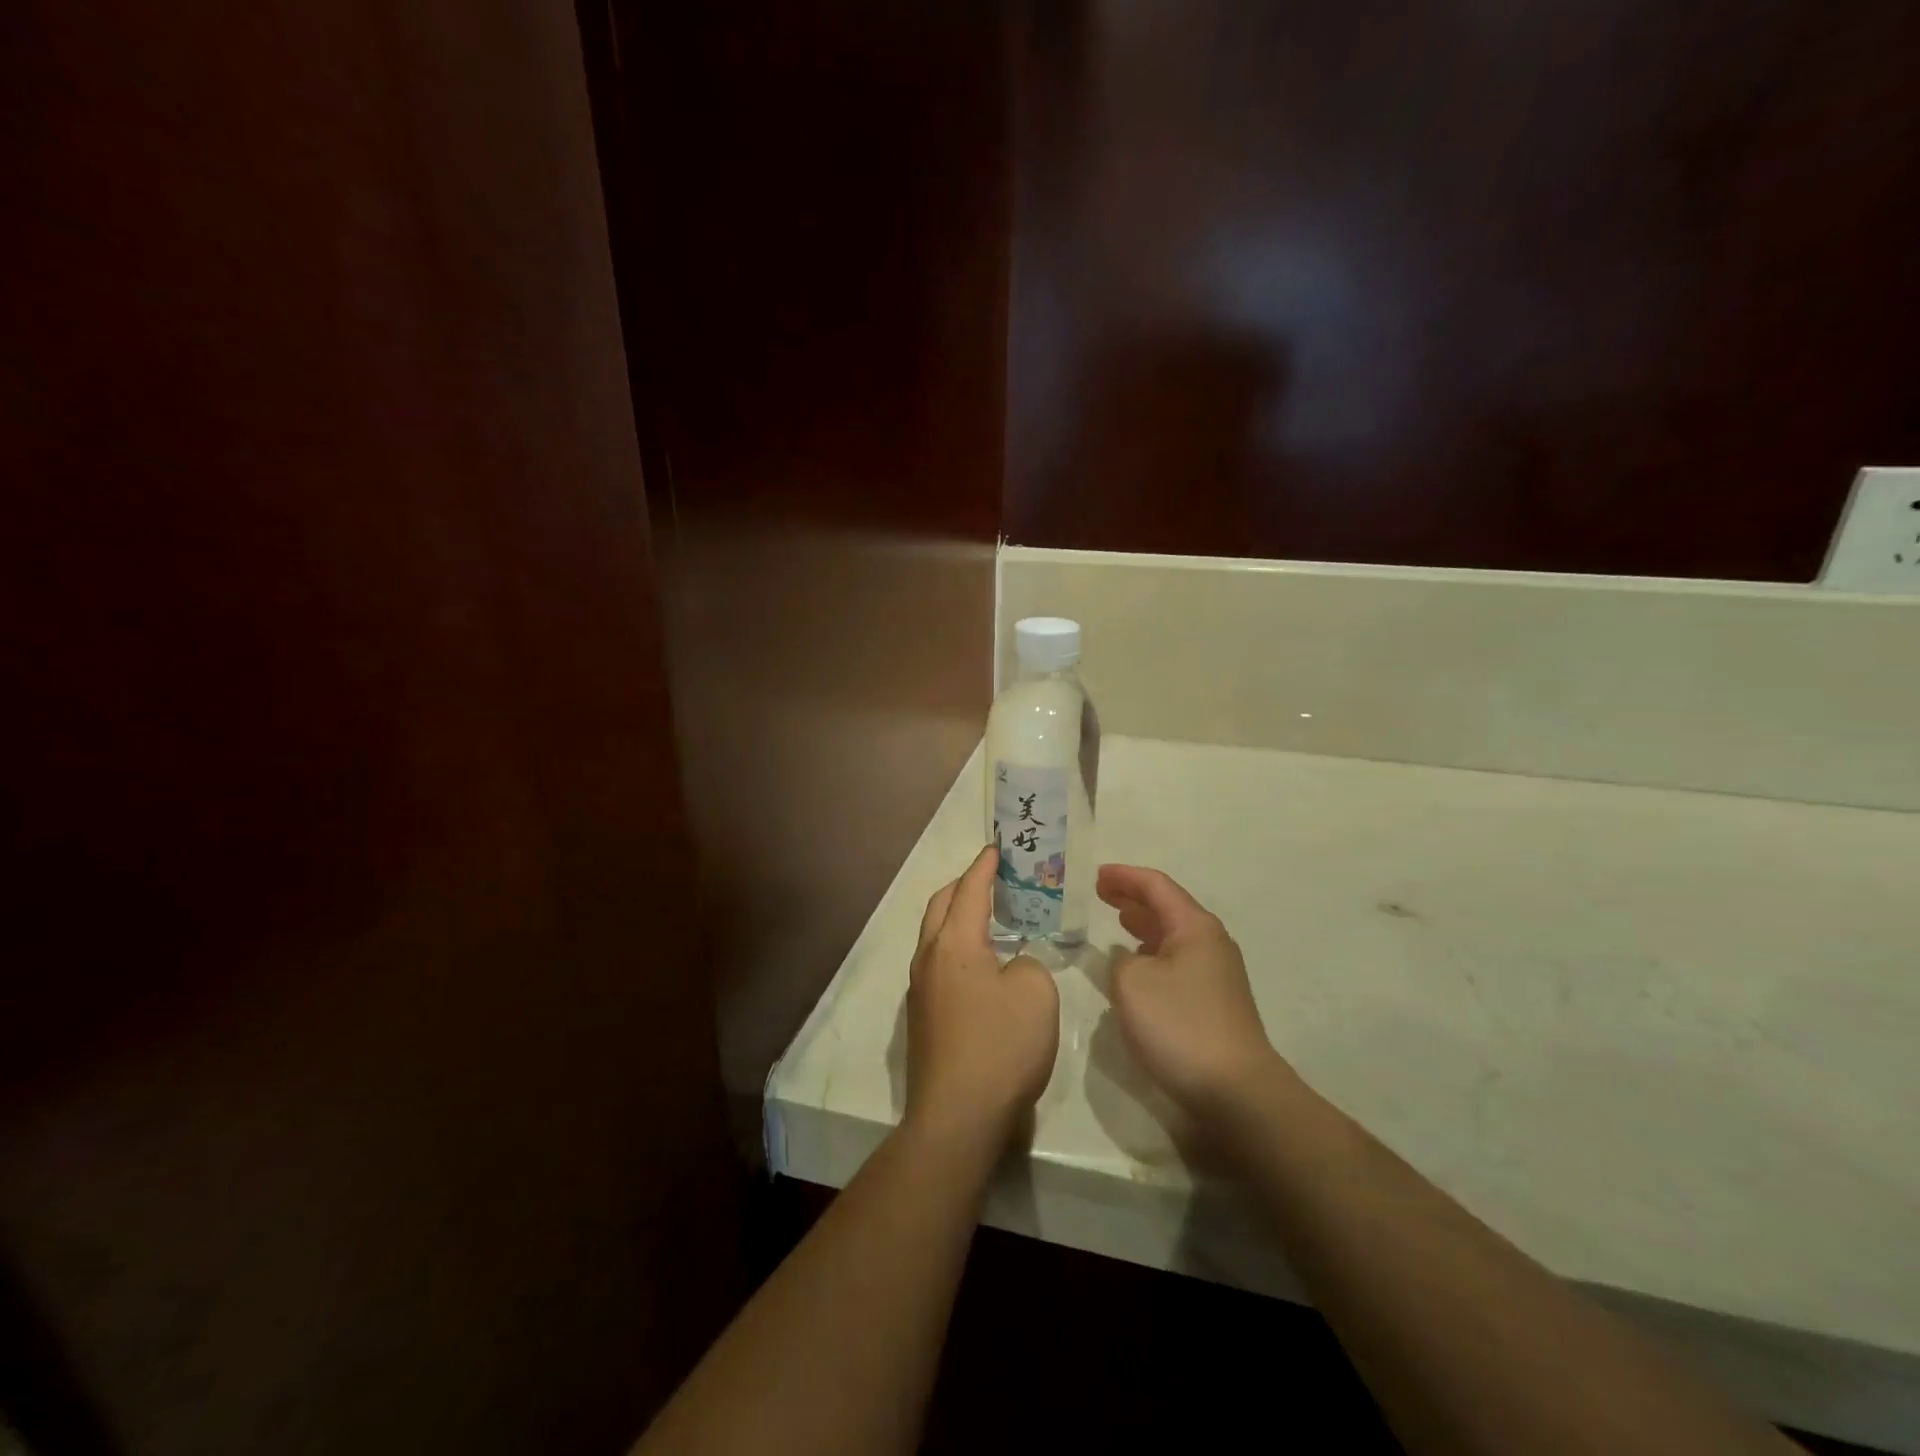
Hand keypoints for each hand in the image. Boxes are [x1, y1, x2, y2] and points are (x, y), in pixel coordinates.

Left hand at [905, 847, 1059, 1147]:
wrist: (958, 1117)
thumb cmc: (1001, 1045)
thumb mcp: (1036, 992)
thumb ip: (1027, 964)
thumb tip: (1010, 968)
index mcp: (954, 943)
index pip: (969, 890)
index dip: (985, 866)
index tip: (996, 847)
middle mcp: (929, 958)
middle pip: (941, 906)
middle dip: (964, 885)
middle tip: (992, 878)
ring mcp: (920, 990)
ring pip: (935, 936)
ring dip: (957, 918)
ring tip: (989, 917)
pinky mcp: (923, 1018)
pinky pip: (938, 965)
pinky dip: (957, 949)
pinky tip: (981, 966)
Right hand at [1098, 864, 1287, 1118]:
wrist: (1235, 1091)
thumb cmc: (1180, 1024)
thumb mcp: (1132, 982)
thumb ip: (1120, 961)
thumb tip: (1130, 962)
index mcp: (1194, 927)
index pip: (1156, 886)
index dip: (1124, 877)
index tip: (1095, 875)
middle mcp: (1210, 944)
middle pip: (1168, 908)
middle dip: (1133, 899)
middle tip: (1101, 894)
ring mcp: (1216, 976)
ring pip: (1172, 938)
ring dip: (1143, 928)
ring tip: (1117, 922)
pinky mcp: (1213, 1005)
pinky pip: (1176, 964)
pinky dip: (1152, 956)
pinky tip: (1136, 968)